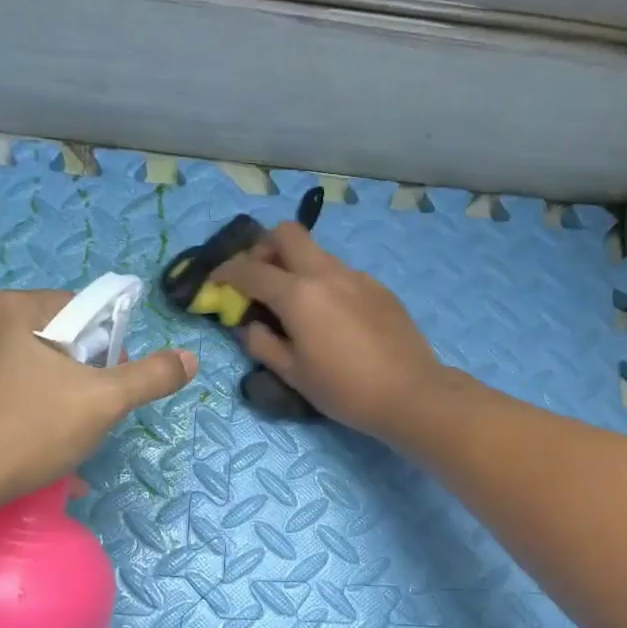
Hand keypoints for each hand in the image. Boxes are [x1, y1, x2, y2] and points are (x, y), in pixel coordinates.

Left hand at [0, 290, 195, 509]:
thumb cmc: (25, 431)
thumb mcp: (102, 403)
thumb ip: (150, 377)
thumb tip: (190, 358)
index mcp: (15, 308)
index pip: (85, 309)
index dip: (110, 348)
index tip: (111, 388)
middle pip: (60, 340)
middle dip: (85, 378)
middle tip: (91, 416)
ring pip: (34, 369)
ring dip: (61, 400)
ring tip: (66, 440)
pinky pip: (7, 391)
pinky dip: (30, 412)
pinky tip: (38, 449)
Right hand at [211, 223, 443, 440]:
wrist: (410, 394)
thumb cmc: (345, 390)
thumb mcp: (293, 374)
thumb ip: (262, 344)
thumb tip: (249, 325)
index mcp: (299, 295)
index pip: (251, 271)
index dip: (226, 273)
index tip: (216, 281)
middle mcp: (327, 273)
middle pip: (287, 234)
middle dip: (264, 248)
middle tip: (259, 278)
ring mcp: (357, 277)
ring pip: (317, 252)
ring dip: (296, 265)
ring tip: (295, 303)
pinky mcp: (379, 288)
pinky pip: (341, 273)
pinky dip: (324, 282)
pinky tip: (331, 317)